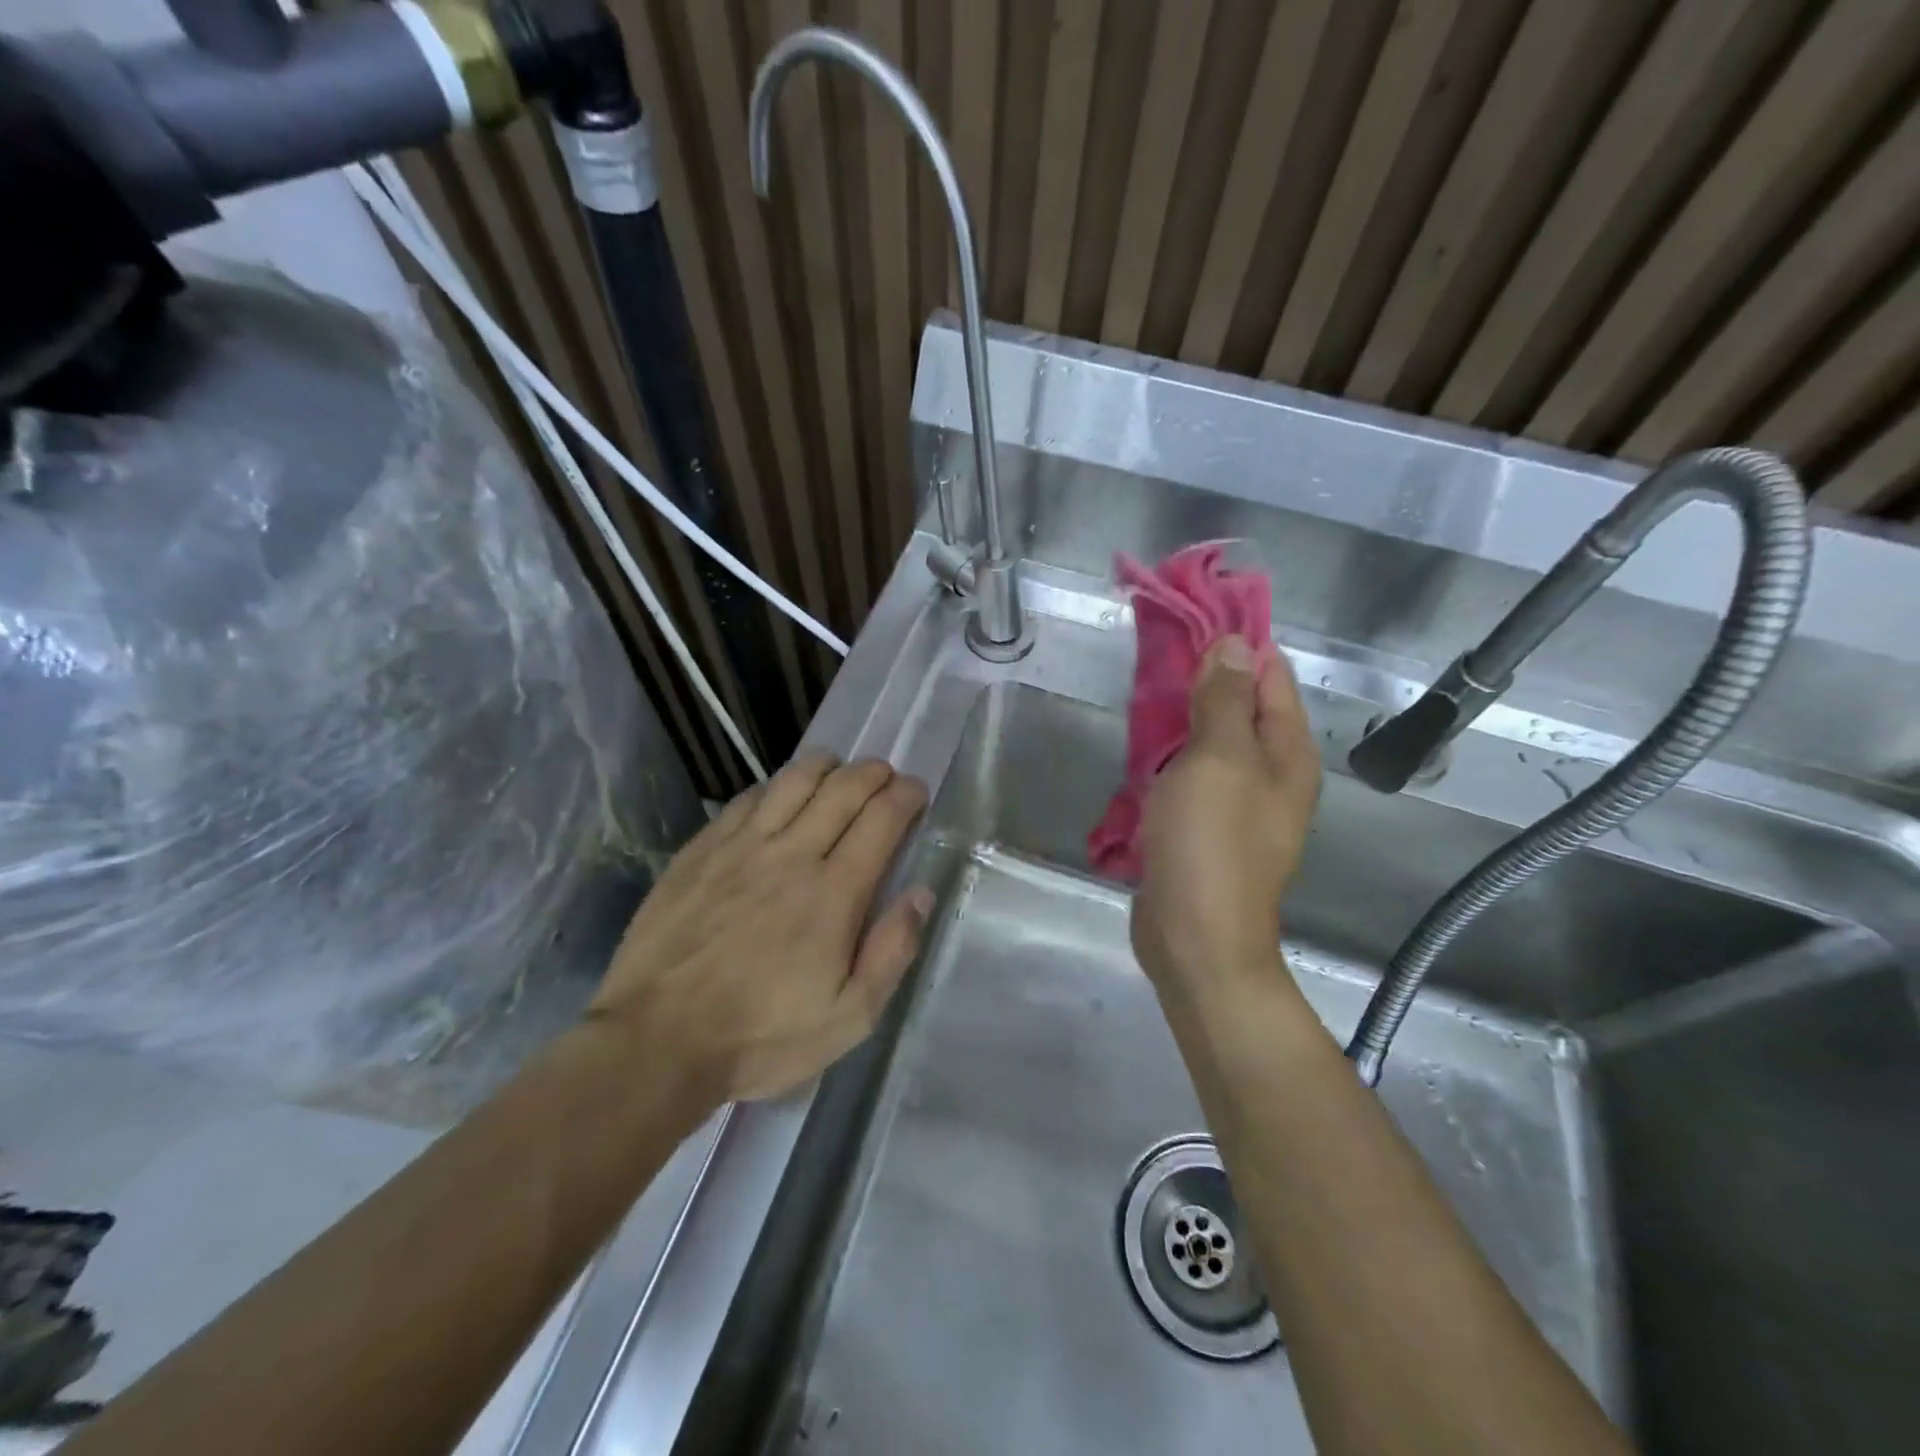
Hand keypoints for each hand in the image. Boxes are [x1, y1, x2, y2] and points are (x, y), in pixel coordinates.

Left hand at [590, 753, 931, 1104]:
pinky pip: (747, 799)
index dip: (905, 796)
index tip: (916, 791)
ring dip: (826, 766)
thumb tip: (920, 894)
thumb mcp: (848, 1018)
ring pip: (793, 781)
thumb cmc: (761, 1036)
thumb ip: (891, 952)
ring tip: (839, 769)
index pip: (881, 820)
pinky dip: (775, 786)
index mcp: (833, 893)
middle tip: (886, 775)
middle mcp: (791, 854)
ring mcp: (741, 847)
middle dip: (873, 772)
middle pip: (842, 789)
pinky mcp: (701, 850)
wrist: (656, 1042)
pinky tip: (780, 793)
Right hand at [1132, 638, 1320, 1004]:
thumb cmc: (1211, 844)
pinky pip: (1187, 774)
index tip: (1191, 609)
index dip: (1235, 639)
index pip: (1269, 674)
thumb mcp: (1219, 760)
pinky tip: (1138, 744)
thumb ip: (1226, 700)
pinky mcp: (1202, 826)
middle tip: (1153, 645)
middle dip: (1201, 674)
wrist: (1195, 938)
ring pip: (1208, 739)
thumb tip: (1233, 644)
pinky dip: (1166, 753)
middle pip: (1238, 705)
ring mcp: (1235, 802)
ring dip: (1180, 714)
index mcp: (1287, 751)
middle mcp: (1269, 772)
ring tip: (1140, 685)